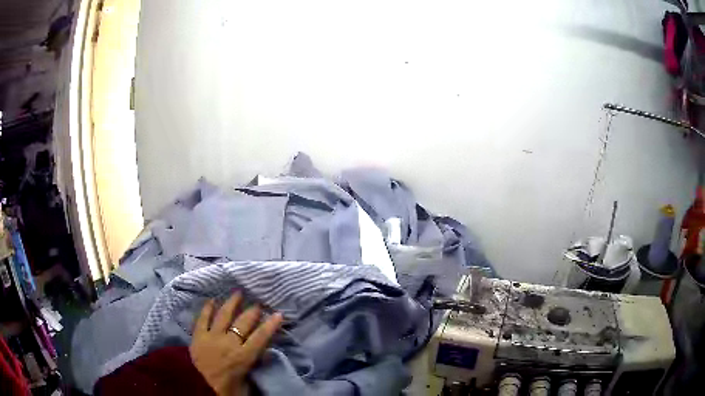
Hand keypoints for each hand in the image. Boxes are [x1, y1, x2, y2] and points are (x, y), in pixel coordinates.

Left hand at [189, 292, 283, 395]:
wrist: (198, 387)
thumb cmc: (225, 388)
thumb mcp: (246, 381)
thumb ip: (253, 366)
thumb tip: (263, 354)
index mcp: (243, 356)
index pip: (260, 337)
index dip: (270, 325)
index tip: (278, 314)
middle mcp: (229, 343)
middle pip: (243, 323)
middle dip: (252, 311)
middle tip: (258, 303)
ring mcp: (212, 337)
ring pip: (223, 315)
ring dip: (232, 303)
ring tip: (238, 293)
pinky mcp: (198, 335)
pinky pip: (203, 318)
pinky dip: (207, 308)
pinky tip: (212, 300)